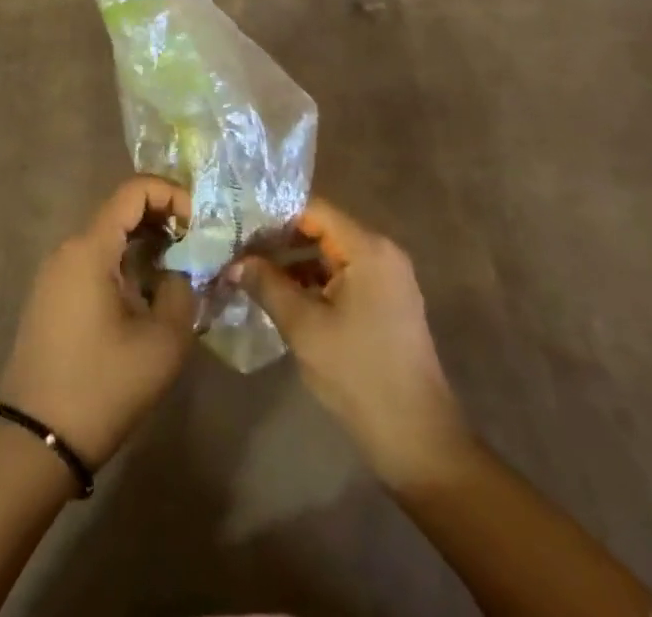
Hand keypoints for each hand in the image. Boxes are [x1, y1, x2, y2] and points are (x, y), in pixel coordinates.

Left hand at [0, 176, 197, 468]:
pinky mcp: (52, 297)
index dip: (172, 194)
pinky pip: (94, 262)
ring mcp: (55, 273)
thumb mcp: (162, 342)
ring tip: (180, 270)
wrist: (35, 443)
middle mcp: (68, 249)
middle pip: (120, 211)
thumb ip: (182, 290)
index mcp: (90, 248)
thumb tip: (183, 270)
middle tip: (197, 246)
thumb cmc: (102, 386)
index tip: (200, 223)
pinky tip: (148, 294)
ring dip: (145, 244)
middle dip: (163, 219)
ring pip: (107, 238)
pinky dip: (125, 264)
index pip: (133, 190)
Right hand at [232, 197, 472, 492]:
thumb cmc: (359, 375)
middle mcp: (381, 253)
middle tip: (238, 250)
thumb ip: (267, 285)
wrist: (418, 441)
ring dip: (292, 263)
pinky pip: (341, 276)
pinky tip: (280, 296)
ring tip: (250, 272)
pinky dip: (312, 282)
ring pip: (329, 254)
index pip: (313, 210)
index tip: (239, 226)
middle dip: (279, 239)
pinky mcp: (385, 304)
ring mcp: (387, 279)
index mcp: (368, 249)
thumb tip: (234, 262)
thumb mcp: (304, 327)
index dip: (273, 215)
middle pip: (321, 229)